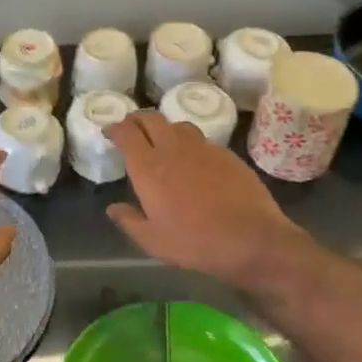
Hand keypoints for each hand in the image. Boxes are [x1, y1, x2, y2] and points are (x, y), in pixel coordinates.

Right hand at [106, 112, 311, 289]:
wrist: (251, 238)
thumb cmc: (194, 242)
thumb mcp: (152, 241)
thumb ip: (129, 221)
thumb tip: (113, 208)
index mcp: (149, 168)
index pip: (127, 133)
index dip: (115, 128)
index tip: (110, 132)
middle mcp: (173, 149)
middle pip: (151, 119)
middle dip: (137, 120)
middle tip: (132, 130)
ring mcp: (203, 148)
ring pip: (178, 125)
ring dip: (164, 128)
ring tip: (162, 140)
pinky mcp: (226, 154)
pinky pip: (201, 139)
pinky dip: (189, 142)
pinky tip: (193, 158)